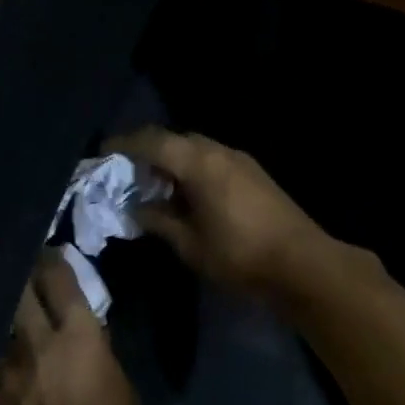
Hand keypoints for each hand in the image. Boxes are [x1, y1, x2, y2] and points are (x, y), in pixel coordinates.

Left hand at [0, 251, 140, 404]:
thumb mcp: (124, 395)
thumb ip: (102, 358)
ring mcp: (5, 370)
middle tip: (17, 268)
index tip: (49, 253)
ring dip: (0, 317)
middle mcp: (37, 343)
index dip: (53, 261)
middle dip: (18, 274)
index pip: (60, 280)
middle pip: (19, 291)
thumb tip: (90, 340)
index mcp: (79, 338)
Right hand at [105, 128, 338, 301]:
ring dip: (172, 162)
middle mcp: (221, 152)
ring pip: (197, 150)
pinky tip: (186, 196)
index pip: (153, 142)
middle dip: (148, 152)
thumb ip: (159, 221)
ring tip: (154, 188)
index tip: (103, 152)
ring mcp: (242, 161)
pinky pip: (213, 161)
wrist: (301, 263)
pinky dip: (192, 170)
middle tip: (127, 174)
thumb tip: (136, 208)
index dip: (124, 145)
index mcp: (201, 164)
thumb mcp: (190, 244)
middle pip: (176, 140)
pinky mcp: (255, 175)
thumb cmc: (240, 255)